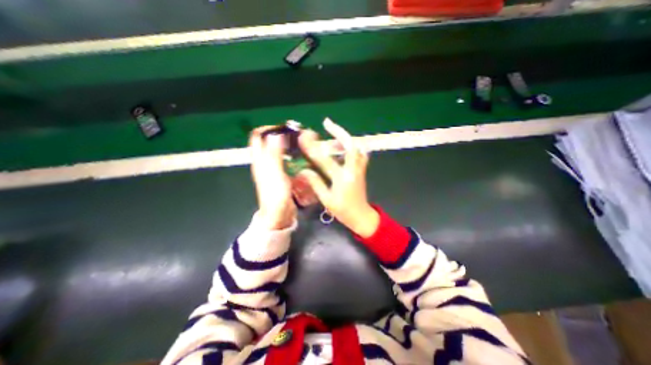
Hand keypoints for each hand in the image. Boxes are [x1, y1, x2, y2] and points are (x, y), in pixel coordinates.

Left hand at [250, 128, 296, 229]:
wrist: (278, 215)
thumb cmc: (275, 196)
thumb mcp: (275, 175)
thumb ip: (274, 156)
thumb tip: (276, 135)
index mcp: (260, 160)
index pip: (258, 137)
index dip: (269, 129)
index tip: (285, 128)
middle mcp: (265, 162)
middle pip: (270, 142)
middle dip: (283, 136)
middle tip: (298, 136)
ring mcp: (274, 169)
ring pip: (280, 151)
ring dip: (290, 146)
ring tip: (303, 144)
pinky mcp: (282, 175)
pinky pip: (287, 161)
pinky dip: (294, 157)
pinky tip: (304, 158)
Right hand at [297, 117, 379, 235]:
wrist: (361, 216)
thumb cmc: (343, 210)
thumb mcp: (326, 199)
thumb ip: (316, 183)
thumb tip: (304, 170)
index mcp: (342, 178)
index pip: (325, 160)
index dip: (313, 148)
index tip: (305, 138)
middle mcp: (352, 170)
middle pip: (350, 146)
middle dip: (339, 132)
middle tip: (327, 123)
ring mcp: (359, 169)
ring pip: (357, 147)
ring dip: (346, 138)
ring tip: (335, 132)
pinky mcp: (362, 170)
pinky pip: (361, 154)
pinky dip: (354, 147)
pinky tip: (346, 146)